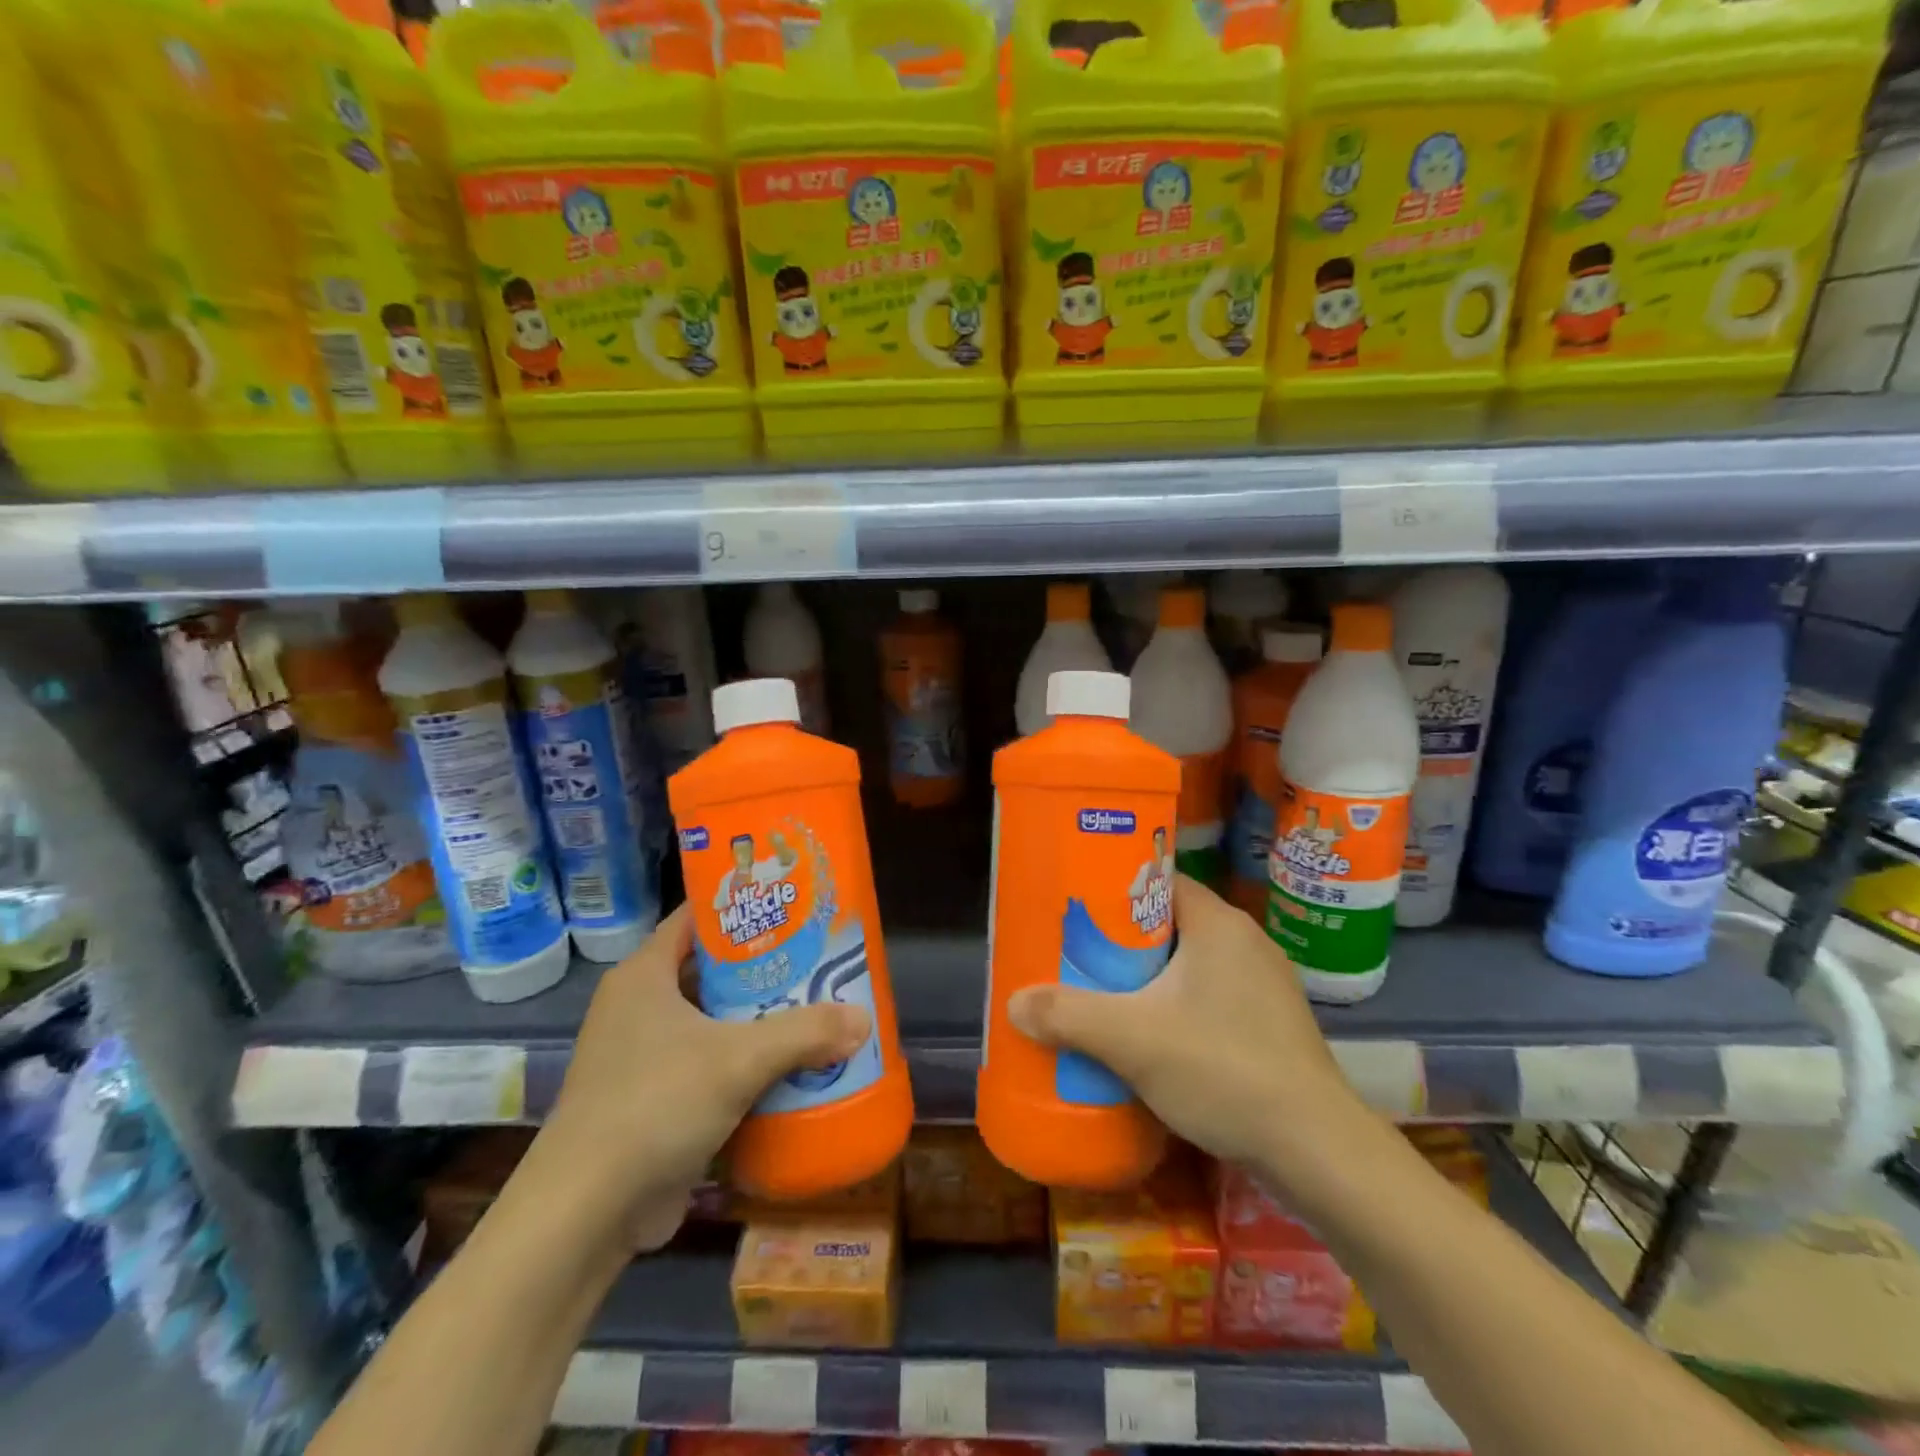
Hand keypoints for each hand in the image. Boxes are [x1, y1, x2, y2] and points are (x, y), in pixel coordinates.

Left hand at [538, 904, 870, 1251]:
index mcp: (644, 975)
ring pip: (715, 1021)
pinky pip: (711, 1066)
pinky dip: (747, 1064)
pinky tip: (792, 1067)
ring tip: (818, 1007)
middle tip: (819, 958)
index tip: (793, 904)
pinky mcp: (655, 1101)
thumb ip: (803, 1033)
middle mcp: (640, 1007)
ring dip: (760, 1019)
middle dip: (766, 967)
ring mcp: (644, 1056)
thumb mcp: (738, 1059)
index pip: (698, 917)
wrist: (585, 1216)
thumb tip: (863, 1019)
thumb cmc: (654, 1105)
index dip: (743, 906)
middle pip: (713, 970)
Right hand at [1007, 875, 1364, 1185]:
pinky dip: (1176, 1006)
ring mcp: (1264, 985)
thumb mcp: (1132, 1039)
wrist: (1318, 1151)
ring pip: (1189, 964)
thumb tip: (1013, 1003)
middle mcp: (1246, 941)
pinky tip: (1151, 1037)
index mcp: (1218, 922)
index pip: (1158, 880)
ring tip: (1103, 996)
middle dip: (1122, 940)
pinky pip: (1210, 996)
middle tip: (1077, 956)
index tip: (1075, 908)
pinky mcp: (1271, 1024)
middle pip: (1169, 923)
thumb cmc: (1224, 1069)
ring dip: (1149, 977)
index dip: (1114, 889)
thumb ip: (1069, 1016)